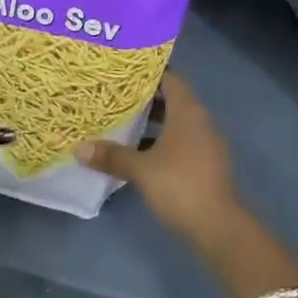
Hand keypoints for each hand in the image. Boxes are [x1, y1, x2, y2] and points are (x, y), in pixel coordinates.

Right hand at [76, 71, 238, 241]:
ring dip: (154, 119)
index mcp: (187, 110)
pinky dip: (162, 139)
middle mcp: (199, 119)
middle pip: (172, 97)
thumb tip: (79, 148)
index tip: (125, 70)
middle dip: (146, 96)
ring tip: (124, 119)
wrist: (219, 227)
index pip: (169, 77)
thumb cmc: (179, 185)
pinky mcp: (205, 162)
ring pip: (176, 120)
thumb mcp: (141, 169)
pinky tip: (140, 151)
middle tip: (117, 94)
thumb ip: (112, 156)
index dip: (148, 71)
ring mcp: (205, 142)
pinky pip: (181, 139)